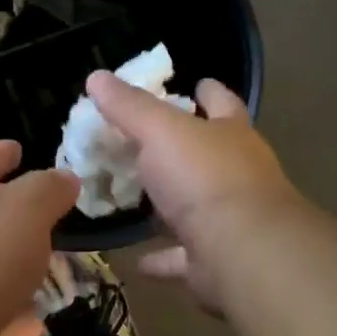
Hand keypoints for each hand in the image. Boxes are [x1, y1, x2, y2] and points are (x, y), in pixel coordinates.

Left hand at [0, 141, 79, 335]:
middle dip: (14, 218)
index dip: (4, 151)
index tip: (20, 148)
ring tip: (48, 277)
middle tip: (49, 223)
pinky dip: (5, 315)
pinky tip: (32, 325)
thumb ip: (48, 190)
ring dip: (12, 270)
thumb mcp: (26, 210)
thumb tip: (65, 177)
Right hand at [84, 72, 300, 314]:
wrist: (241, 251)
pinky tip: (139, 259)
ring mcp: (231, 220)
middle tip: (153, 142)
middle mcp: (239, 174)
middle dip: (190, 147)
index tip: (197, 83)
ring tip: (142, 199)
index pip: (222, 102)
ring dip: (175, 205)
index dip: (209, 91)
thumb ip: (129, 106)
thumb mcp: (160, 131)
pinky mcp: (217, 259)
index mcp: (231, 134)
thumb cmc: (204, 177)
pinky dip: (163, 257)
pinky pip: (184, 257)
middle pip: (214, 154)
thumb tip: (96, 76)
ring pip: (200, 207)